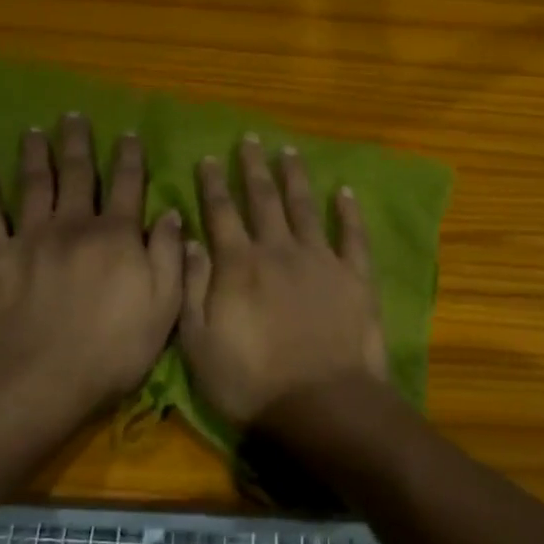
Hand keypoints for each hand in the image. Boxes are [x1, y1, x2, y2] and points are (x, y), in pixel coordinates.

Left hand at [0, 115, 182, 411]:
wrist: (41, 381)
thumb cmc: (112, 349)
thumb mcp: (163, 307)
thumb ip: (169, 255)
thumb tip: (171, 212)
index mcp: (116, 235)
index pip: (127, 185)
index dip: (129, 157)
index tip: (128, 134)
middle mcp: (73, 224)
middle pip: (77, 173)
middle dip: (77, 142)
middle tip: (73, 116)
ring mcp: (30, 237)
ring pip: (34, 185)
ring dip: (34, 155)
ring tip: (34, 132)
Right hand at [179, 136, 388, 428]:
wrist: (322, 405)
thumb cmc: (251, 381)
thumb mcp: (199, 343)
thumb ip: (191, 287)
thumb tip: (189, 239)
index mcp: (238, 265)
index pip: (220, 212)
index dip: (212, 183)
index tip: (208, 156)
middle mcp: (278, 250)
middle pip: (262, 199)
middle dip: (252, 167)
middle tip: (249, 138)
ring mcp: (320, 260)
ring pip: (304, 207)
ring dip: (294, 177)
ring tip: (288, 151)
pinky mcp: (354, 276)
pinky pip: (352, 235)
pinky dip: (348, 211)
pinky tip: (345, 190)